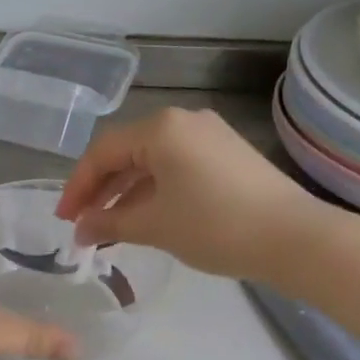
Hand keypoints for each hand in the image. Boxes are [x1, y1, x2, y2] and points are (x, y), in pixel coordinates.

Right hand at [55, 108, 355, 286]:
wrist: (295, 238)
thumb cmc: (215, 225)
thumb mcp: (153, 225)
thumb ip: (108, 223)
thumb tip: (80, 230)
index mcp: (161, 128)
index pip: (103, 152)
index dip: (78, 186)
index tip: (64, 219)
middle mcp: (184, 121)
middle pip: (126, 152)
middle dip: (100, 189)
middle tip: (81, 222)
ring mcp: (209, 136)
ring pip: (151, 161)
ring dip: (126, 192)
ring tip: (108, 226)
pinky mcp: (227, 154)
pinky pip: (176, 166)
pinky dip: (154, 190)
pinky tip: (145, 216)